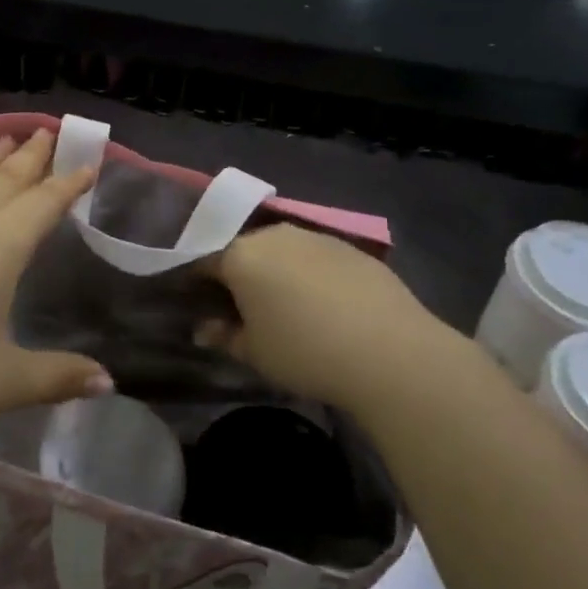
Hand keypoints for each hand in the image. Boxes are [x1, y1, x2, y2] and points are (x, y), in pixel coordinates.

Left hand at [0, 131, 109, 455]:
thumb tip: (109, 383)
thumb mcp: (7, 383)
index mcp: (0, 250)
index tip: (88, 163)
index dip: (69, 184)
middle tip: (47, 132)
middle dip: (30, 158)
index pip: (43, 206)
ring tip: (3, 139)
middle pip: (4, 183)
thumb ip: (60, 376)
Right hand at [204, 224, 447, 422]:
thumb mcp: (254, 353)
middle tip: (243, 309)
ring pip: (283, 250)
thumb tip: (203, 329)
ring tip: (288, 308)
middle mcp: (275, 235)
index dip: (197, 283)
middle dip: (239, 275)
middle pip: (245, 250)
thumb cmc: (305, 351)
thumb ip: (224, 336)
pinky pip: (317, 258)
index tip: (198, 304)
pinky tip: (326, 306)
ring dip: (277, 272)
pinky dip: (312, 275)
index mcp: (241, 256)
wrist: (389, 351)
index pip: (205, 261)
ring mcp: (316, 237)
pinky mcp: (352, 248)